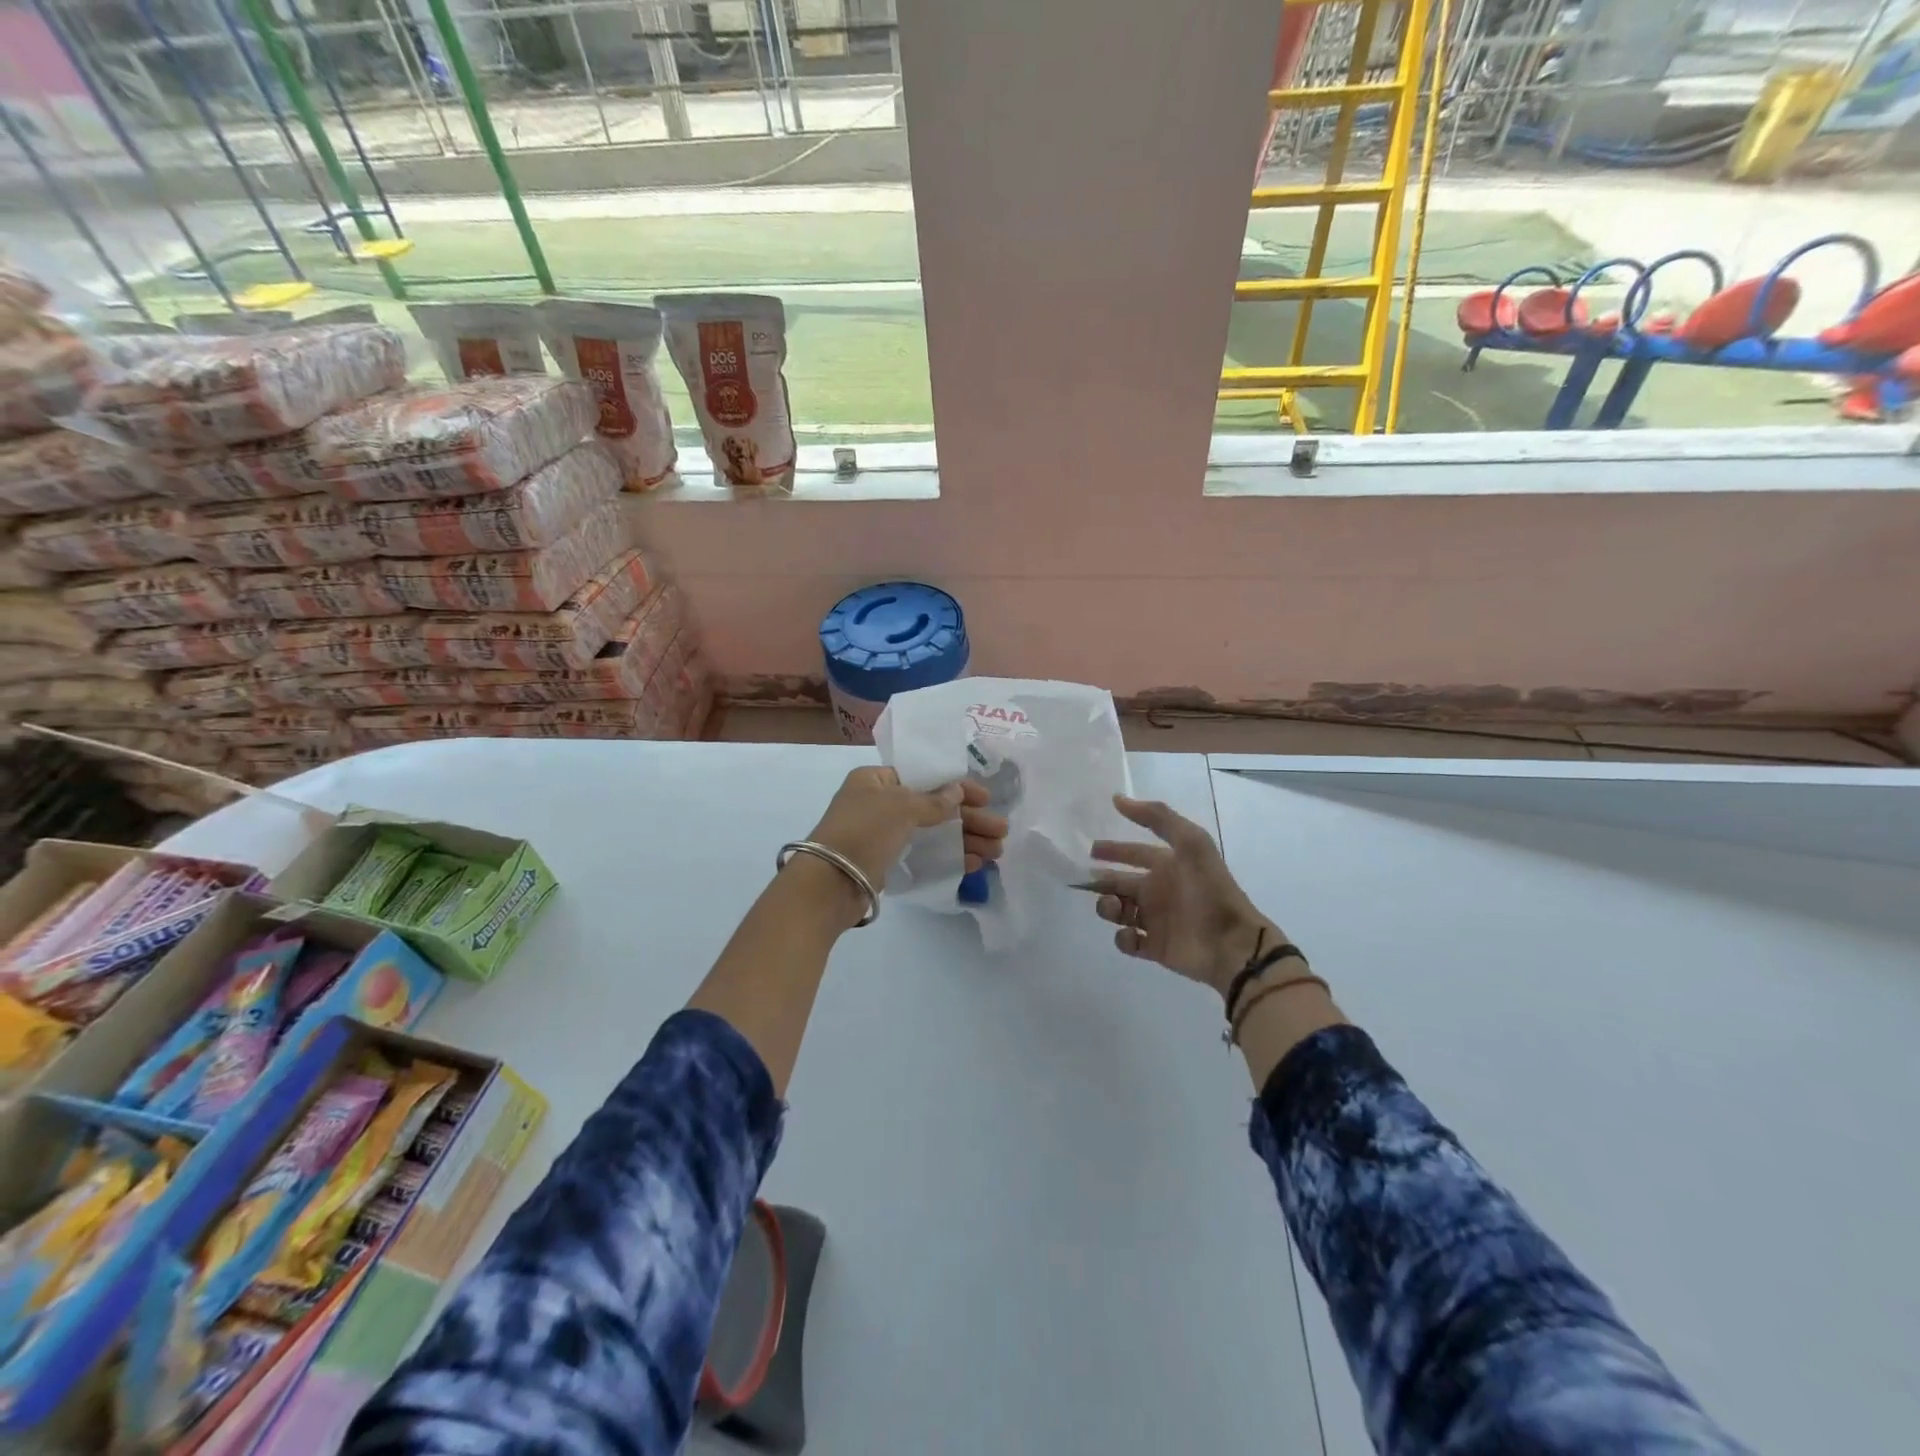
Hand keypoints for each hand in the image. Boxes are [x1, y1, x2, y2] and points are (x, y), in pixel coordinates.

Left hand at [805, 767, 1007, 891]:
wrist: (829, 884)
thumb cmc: (863, 832)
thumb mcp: (900, 807)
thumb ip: (933, 800)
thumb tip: (957, 791)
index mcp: (876, 780)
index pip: (924, 777)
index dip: (958, 786)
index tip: (987, 797)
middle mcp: (880, 804)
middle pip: (934, 807)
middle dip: (969, 819)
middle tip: (1002, 832)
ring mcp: (884, 835)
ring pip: (933, 833)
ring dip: (966, 840)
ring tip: (997, 852)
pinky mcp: (887, 863)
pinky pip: (925, 854)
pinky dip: (950, 856)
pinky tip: (975, 864)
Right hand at [1088, 795, 1280, 998]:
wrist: (1231, 942)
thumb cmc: (1210, 890)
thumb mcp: (1191, 842)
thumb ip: (1157, 817)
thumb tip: (1118, 799)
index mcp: (1167, 866)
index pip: (1134, 853)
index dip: (1113, 850)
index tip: (1091, 851)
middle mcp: (1159, 891)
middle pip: (1121, 882)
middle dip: (1102, 880)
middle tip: (1086, 881)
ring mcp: (1156, 920)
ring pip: (1119, 910)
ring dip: (1108, 907)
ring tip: (1114, 906)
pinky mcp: (1155, 948)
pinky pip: (1128, 941)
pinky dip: (1122, 938)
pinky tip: (1129, 933)